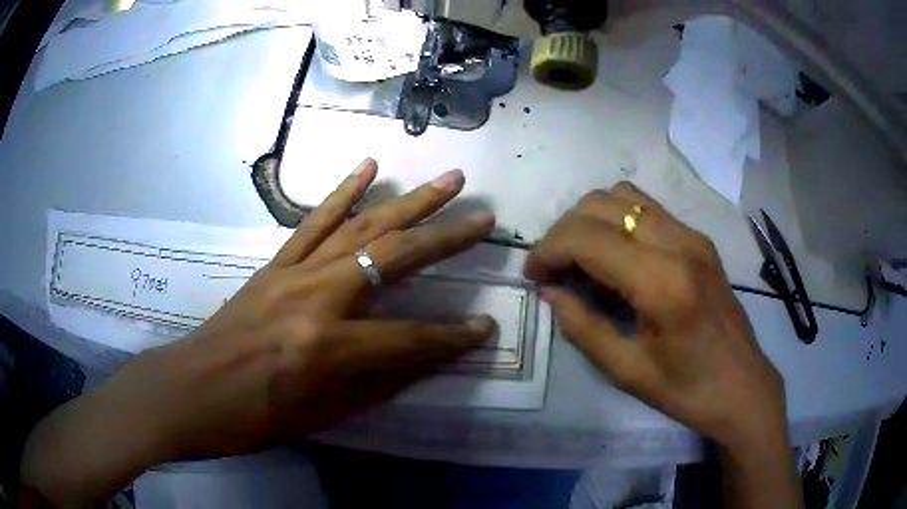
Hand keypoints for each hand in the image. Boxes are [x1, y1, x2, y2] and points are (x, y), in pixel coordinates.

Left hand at [21, 159, 496, 503]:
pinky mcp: (275, 263)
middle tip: (484, 217)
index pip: (410, 338)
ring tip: (446, 180)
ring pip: (363, 226)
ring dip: (409, 201)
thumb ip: (376, 383)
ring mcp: (294, 271)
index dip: (451, 337)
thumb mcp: (321, 416)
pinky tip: (368, 168)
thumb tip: (423, 358)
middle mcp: (317, 296)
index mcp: (329, 346)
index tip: (485, 328)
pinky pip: (314, 221)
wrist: (191, 390)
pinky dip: (343, 192)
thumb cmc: (254, 416)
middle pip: (395, 257)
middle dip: (447, 237)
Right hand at [524, 182, 786, 451]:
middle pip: (601, 203)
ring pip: (624, 195)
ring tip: (581, 257)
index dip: (548, 250)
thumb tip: (550, 291)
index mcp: (662, 282)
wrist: (742, 385)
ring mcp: (693, 235)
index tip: (533, 275)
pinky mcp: (700, 238)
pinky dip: (617, 220)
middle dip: (564, 230)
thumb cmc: (686, 389)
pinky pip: (648, 209)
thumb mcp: (626, 370)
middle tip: (553, 269)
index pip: (587, 237)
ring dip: (590, 219)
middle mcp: (679, 243)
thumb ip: (582, 326)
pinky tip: (615, 255)